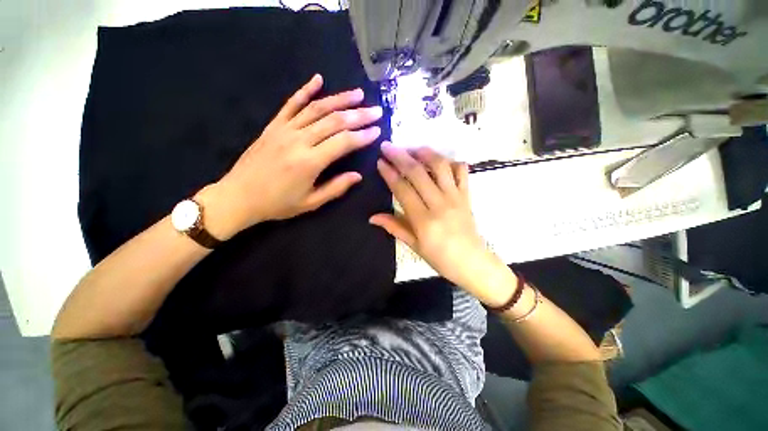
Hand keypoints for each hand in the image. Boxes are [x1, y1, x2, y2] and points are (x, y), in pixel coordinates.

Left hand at [198, 74, 382, 239]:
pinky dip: (305, 90)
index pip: (343, 142)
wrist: (238, 196)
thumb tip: (358, 176)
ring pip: (316, 108)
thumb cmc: (277, 204)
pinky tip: (318, 79)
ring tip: (358, 94)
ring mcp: (284, 129)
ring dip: (339, 99)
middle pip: (334, 121)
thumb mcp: (311, 203)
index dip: (362, 136)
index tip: (377, 131)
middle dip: (358, 115)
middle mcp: (299, 140)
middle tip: (376, 110)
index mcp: (310, 162)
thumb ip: (336, 188)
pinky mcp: (273, 125)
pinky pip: (291, 103)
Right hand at [370, 144, 515, 305]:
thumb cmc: (440, 258)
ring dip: (424, 153)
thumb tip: (372, 217)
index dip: (390, 173)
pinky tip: (440, 160)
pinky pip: (461, 171)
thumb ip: (394, 227)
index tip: (380, 161)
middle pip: (418, 173)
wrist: (472, 263)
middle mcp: (439, 204)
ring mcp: (456, 197)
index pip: (403, 189)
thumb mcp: (414, 245)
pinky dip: (451, 161)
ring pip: (440, 166)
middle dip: (400, 156)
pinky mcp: (467, 195)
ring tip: (412, 148)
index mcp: (423, 220)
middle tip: (388, 146)